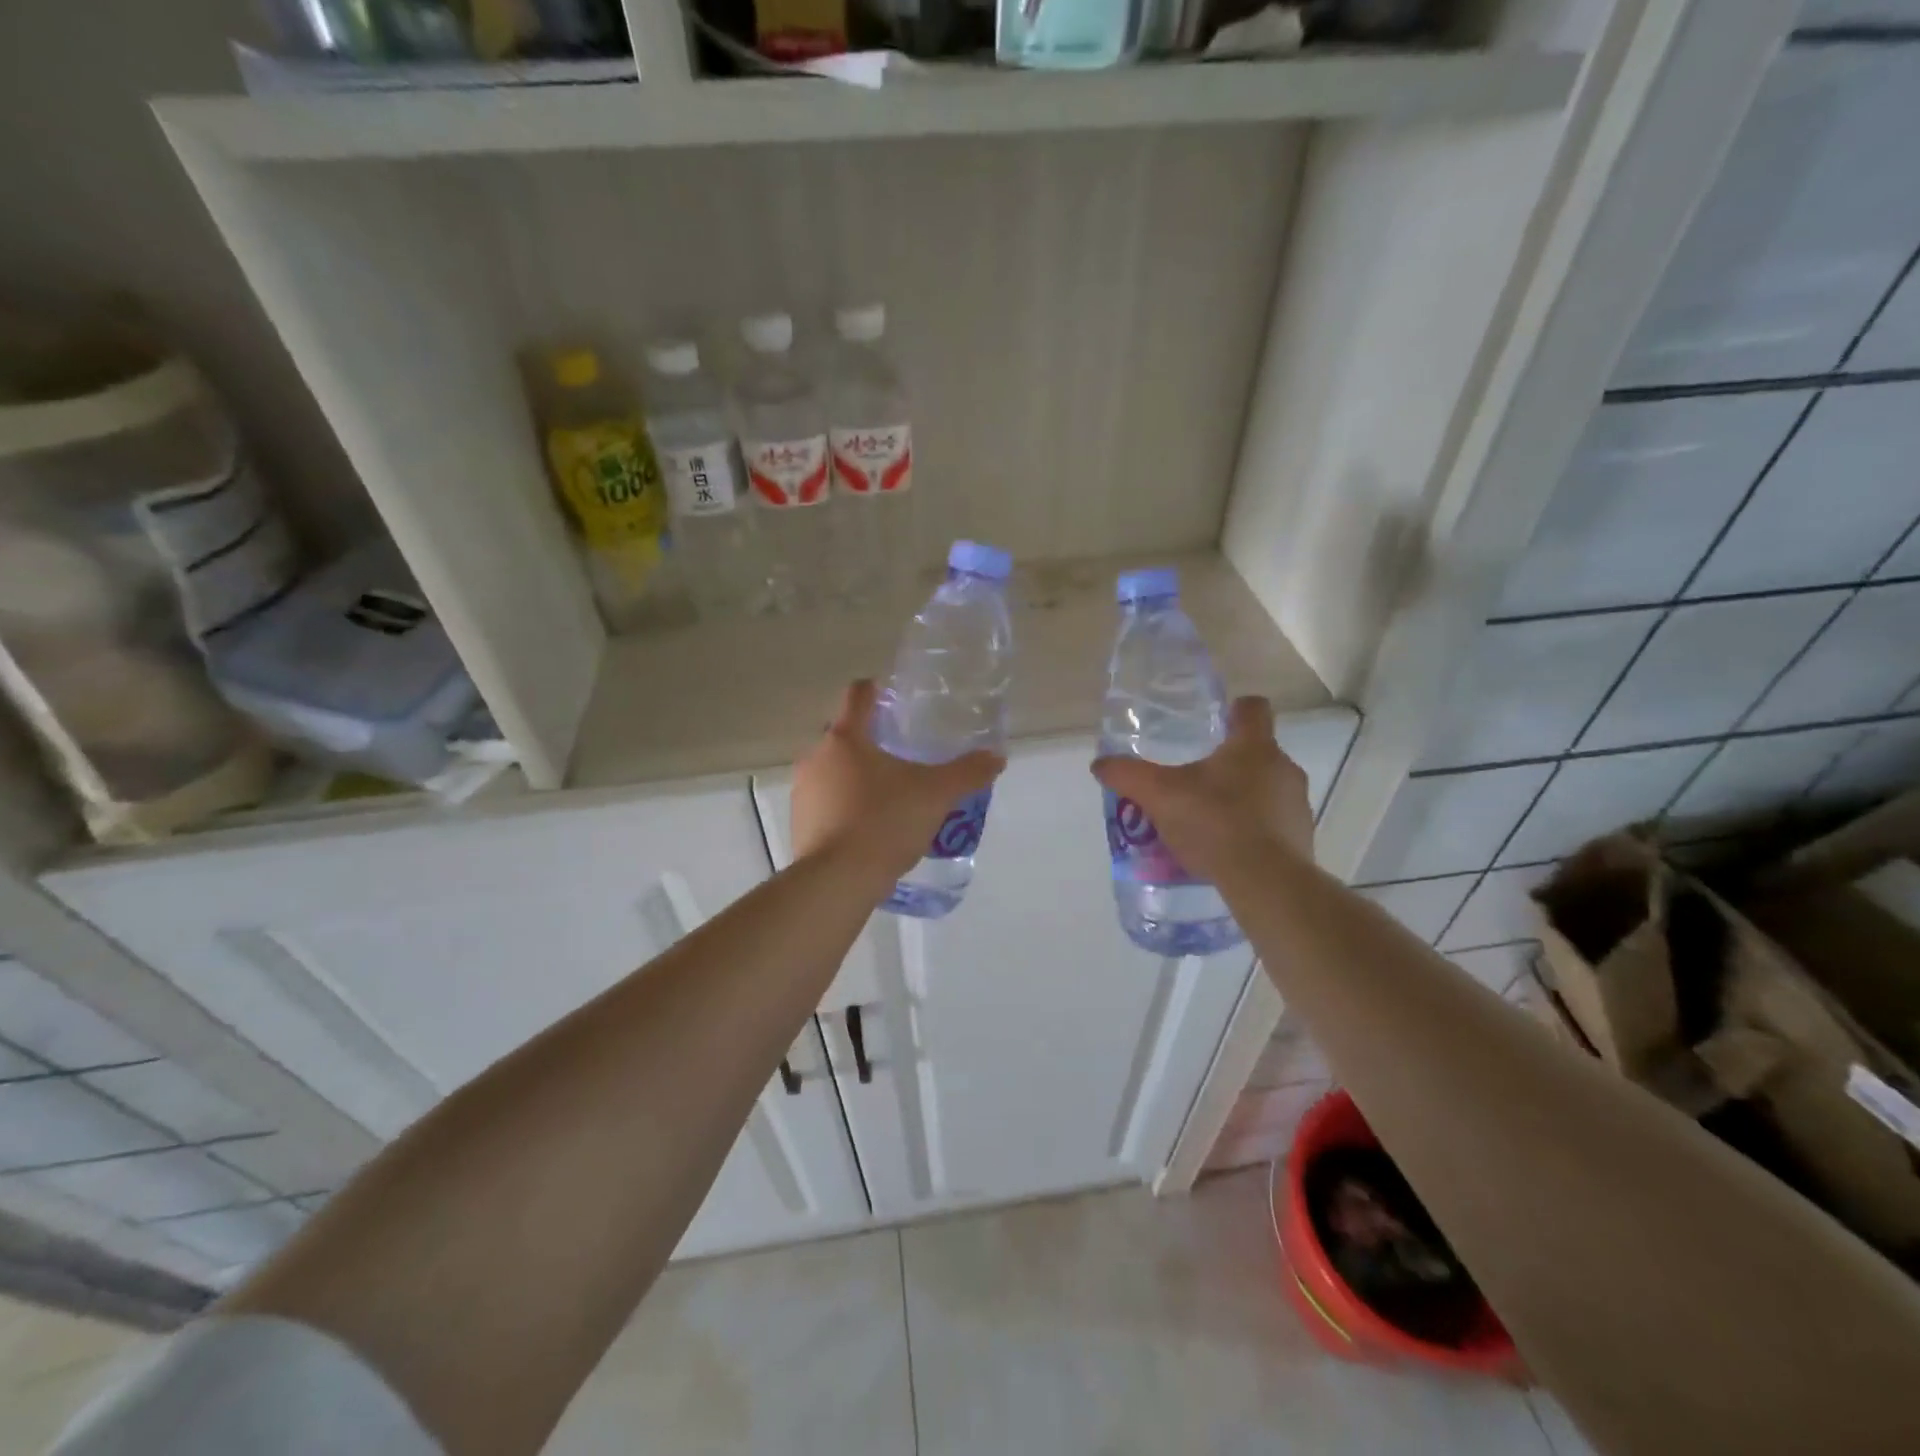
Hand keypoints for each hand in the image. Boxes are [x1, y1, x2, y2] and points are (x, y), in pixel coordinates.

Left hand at [792, 680, 1005, 882]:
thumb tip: (997, 757)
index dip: (877, 690)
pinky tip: (869, 828)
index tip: (895, 697)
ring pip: (833, 771)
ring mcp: (803, 791)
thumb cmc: (885, 822)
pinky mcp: (799, 823)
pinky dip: (845, 807)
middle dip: (871, 742)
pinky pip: (826, 804)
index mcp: (846, 737)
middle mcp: (817, 756)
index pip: (858, 695)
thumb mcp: (936, 795)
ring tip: (889, 797)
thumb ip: (967, 773)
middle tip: (903, 757)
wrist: (838, 880)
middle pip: (845, 735)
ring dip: (856, 777)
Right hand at [1091, 697, 1312, 884]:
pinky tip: (1225, 848)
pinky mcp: (1301, 838)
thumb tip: (1100, 764)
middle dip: (1228, 762)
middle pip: (1256, 751)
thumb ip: (1128, 776)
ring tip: (1206, 819)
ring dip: (1241, 797)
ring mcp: (1296, 804)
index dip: (1234, 710)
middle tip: (1194, 779)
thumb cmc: (1215, 822)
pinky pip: (1273, 823)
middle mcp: (1283, 768)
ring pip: (1266, 788)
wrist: (1266, 882)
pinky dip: (1252, 829)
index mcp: (1254, 746)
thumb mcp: (1159, 796)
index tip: (1215, 722)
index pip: (1253, 708)